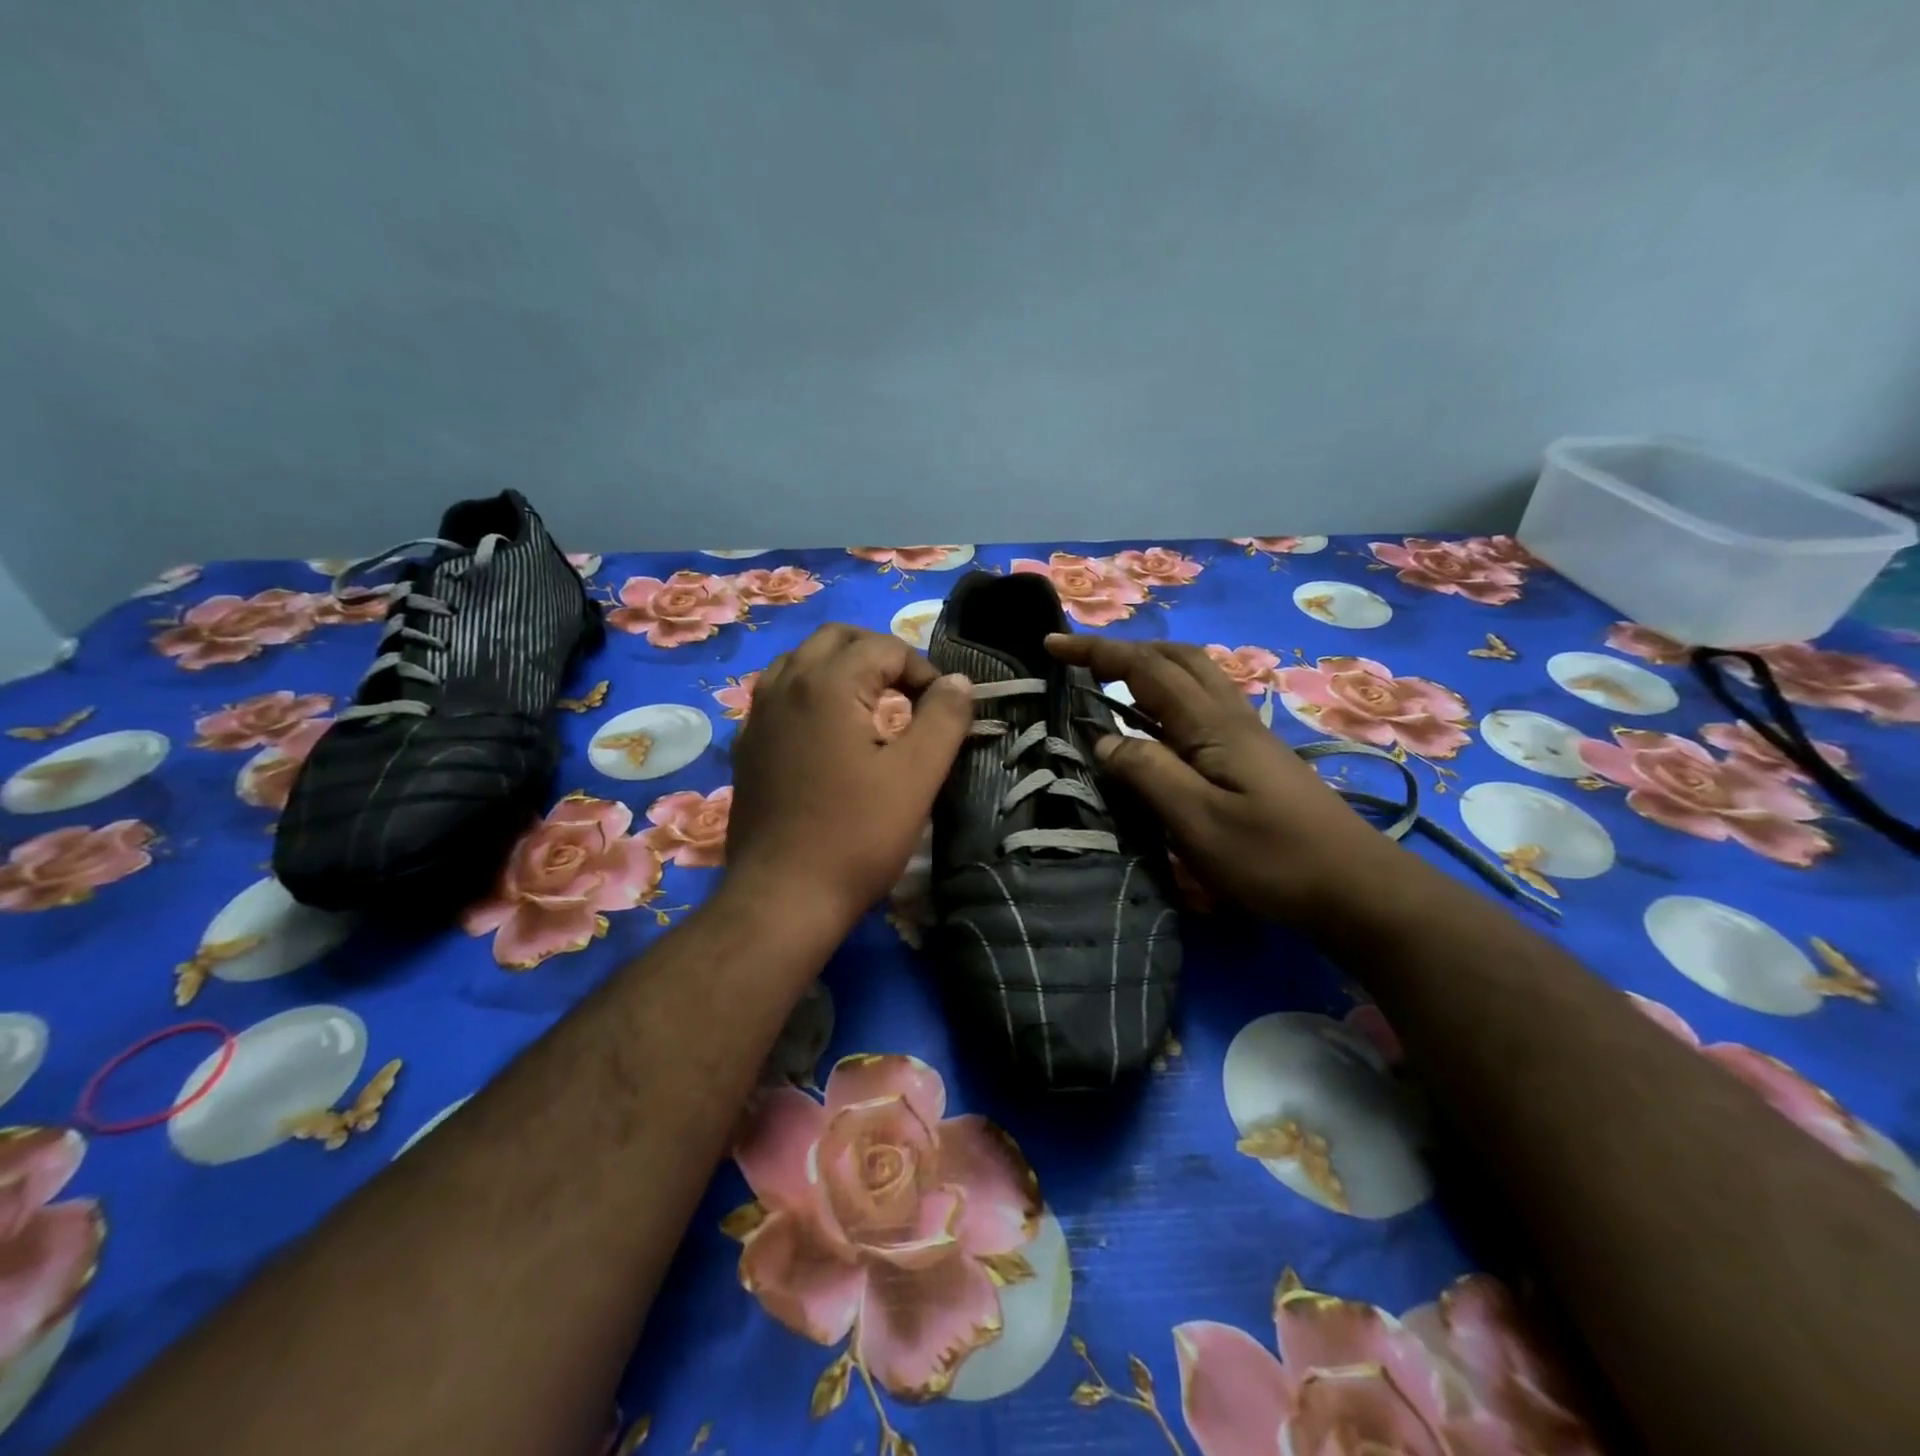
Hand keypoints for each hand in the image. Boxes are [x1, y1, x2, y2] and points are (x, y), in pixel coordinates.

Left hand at [726, 625, 972, 931]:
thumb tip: (958, 682)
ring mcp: (757, 715)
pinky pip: (779, 695)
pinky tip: (829, 732)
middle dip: (879, 654)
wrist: (782, 897)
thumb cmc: (856, 836)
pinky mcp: (747, 746)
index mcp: (826, 684)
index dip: (923, 671)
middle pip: (836, 638)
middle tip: (909, 692)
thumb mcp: (917, 776)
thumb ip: (944, 718)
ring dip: (841, 668)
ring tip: (871, 704)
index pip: (884, 647)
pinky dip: (810, 693)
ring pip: (801, 661)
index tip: (942, 711)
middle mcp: (784, 685)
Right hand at [1045, 635, 1398, 922]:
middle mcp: (1231, 717)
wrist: (1357, 888)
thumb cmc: (1273, 858)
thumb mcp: (1197, 822)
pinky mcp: (1256, 757)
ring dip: (1149, 667)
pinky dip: (1168, 696)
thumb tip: (1102, 739)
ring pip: (1194, 677)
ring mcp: (1248, 735)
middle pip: (1176, 658)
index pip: (1145, 669)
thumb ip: (1147, 773)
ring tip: (1110, 683)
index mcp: (1212, 725)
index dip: (1096, 652)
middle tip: (1081, 660)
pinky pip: (1203, 704)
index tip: (1052, 644)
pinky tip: (1157, 725)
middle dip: (1125, 649)